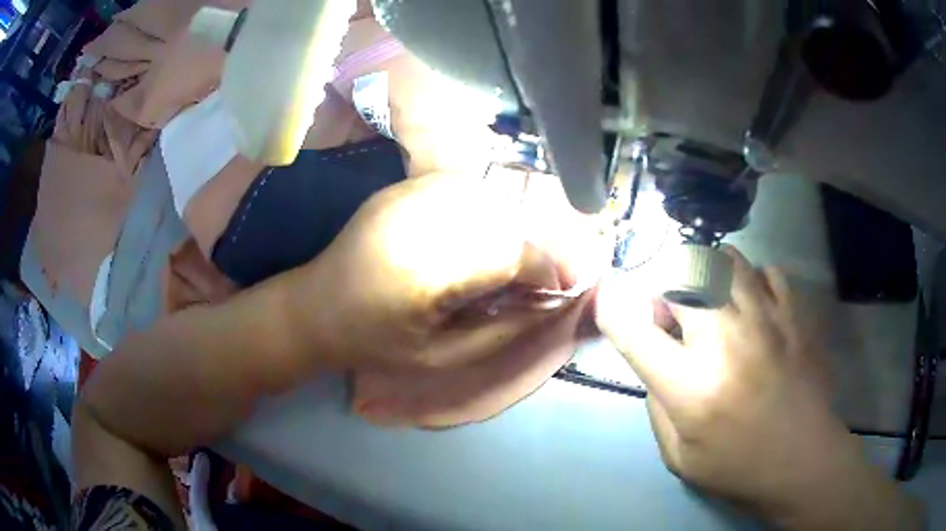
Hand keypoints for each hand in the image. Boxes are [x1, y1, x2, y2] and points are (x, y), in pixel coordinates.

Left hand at [290, 169, 584, 369]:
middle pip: (503, 219)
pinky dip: (484, 210)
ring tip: (511, 259)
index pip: (508, 253)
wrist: (315, 307)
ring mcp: (406, 196)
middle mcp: (418, 221)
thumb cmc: (374, 342)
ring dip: (511, 227)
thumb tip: (551, 302)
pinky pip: (462, 187)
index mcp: (424, 273)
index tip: (562, 285)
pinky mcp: (401, 187)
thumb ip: (502, 330)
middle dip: (534, 248)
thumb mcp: (441, 356)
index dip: (546, 267)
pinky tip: (480, 235)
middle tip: (537, 277)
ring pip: (487, 197)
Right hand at [596, 246, 922, 528]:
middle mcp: (725, 342)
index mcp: (690, 387)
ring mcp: (767, 320)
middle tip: (673, 314)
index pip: (632, 330)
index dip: (611, 307)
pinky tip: (754, 307)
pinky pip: (767, 271)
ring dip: (707, 275)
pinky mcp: (795, 315)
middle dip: (664, 287)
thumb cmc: (738, 466)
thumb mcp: (678, 455)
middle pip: (680, 276)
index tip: (609, 300)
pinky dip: (752, 281)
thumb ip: (657, 403)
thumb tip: (656, 359)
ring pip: (724, 260)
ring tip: (712, 302)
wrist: (803, 460)